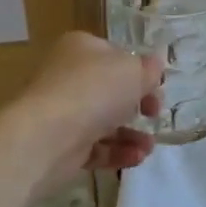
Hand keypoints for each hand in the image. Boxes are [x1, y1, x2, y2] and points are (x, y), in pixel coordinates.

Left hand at [19, 31, 163, 193]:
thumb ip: (149, 69)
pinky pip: (94, 147)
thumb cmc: (94, 90)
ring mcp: (63, 112)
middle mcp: (68, 76)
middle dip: (137, 105)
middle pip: (110, 90)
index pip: (115, 55)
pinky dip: (116, 152)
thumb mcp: (134, 71)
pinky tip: (136, 158)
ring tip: (148, 147)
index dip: (139, 71)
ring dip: (131, 134)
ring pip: (104, 121)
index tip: (157, 88)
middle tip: (154, 114)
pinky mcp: (61, 145)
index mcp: (81, 48)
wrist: (48, 136)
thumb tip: (154, 67)